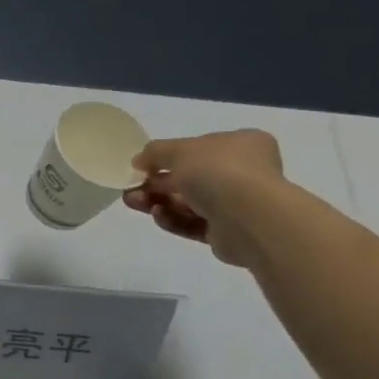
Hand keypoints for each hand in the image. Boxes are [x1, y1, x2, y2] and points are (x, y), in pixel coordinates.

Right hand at [123, 129, 286, 266]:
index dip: (168, 156)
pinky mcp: (227, 233)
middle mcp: (244, 173)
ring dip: (158, 201)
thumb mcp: (179, 150)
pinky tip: (157, 215)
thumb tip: (139, 162)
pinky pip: (194, 224)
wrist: (248, 218)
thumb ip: (155, 152)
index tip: (141, 165)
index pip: (200, 148)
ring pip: (188, 202)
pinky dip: (173, 219)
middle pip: (190, 177)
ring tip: (133, 202)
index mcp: (241, 145)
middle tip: (130, 189)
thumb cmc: (218, 171)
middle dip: (156, 183)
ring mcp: (237, 205)